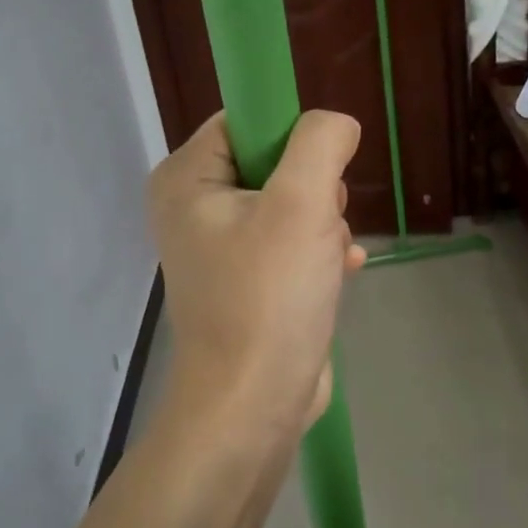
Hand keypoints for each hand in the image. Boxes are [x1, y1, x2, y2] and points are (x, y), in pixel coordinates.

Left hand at [148, 111, 366, 433]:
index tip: (316, 178)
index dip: (291, 138)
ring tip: (325, 262)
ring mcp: (222, 246)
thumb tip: (336, 124)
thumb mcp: (301, 205)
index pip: (246, 121)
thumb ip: (320, 143)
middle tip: (317, 229)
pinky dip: (321, 254)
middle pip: (275, 162)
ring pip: (293, 204)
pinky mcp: (248, 279)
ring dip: (323, 228)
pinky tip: (340, 273)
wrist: (253, 406)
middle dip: (314, 194)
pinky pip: (294, 242)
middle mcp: (195, 207)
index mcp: (186, 179)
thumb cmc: (268, 299)